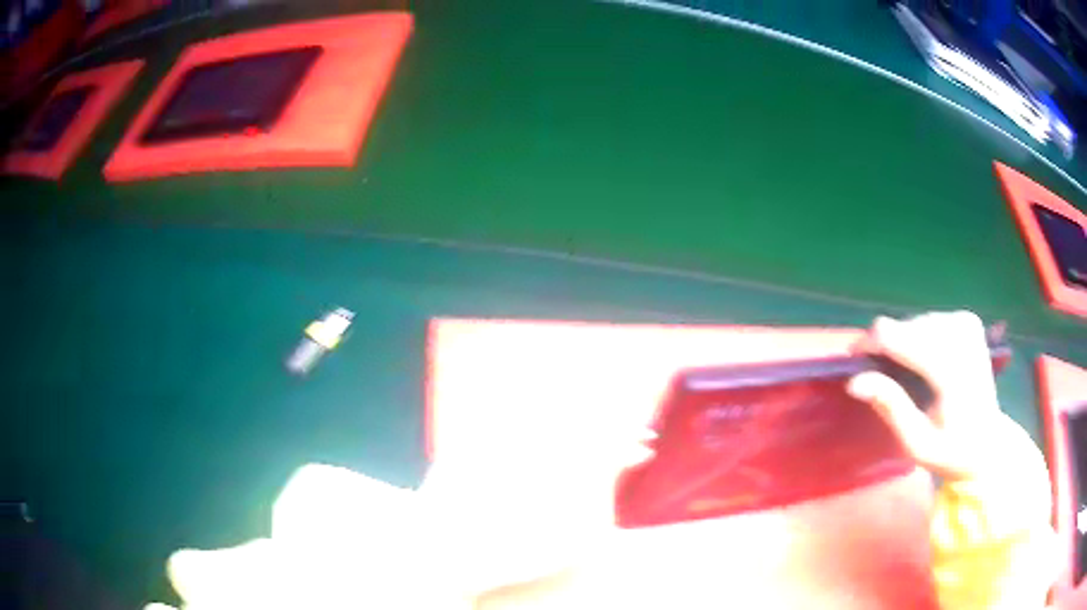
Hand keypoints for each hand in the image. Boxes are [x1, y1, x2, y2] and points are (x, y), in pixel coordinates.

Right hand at [846, 311, 1000, 479]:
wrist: (986, 442)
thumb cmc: (949, 451)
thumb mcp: (916, 443)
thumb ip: (890, 407)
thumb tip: (854, 381)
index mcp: (951, 370)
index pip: (899, 337)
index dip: (870, 344)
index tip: (854, 361)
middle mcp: (961, 336)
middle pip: (905, 326)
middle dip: (888, 349)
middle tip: (883, 381)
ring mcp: (967, 324)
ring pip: (915, 320)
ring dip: (903, 344)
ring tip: (905, 376)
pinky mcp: (969, 320)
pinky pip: (929, 320)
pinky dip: (918, 338)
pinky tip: (923, 361)